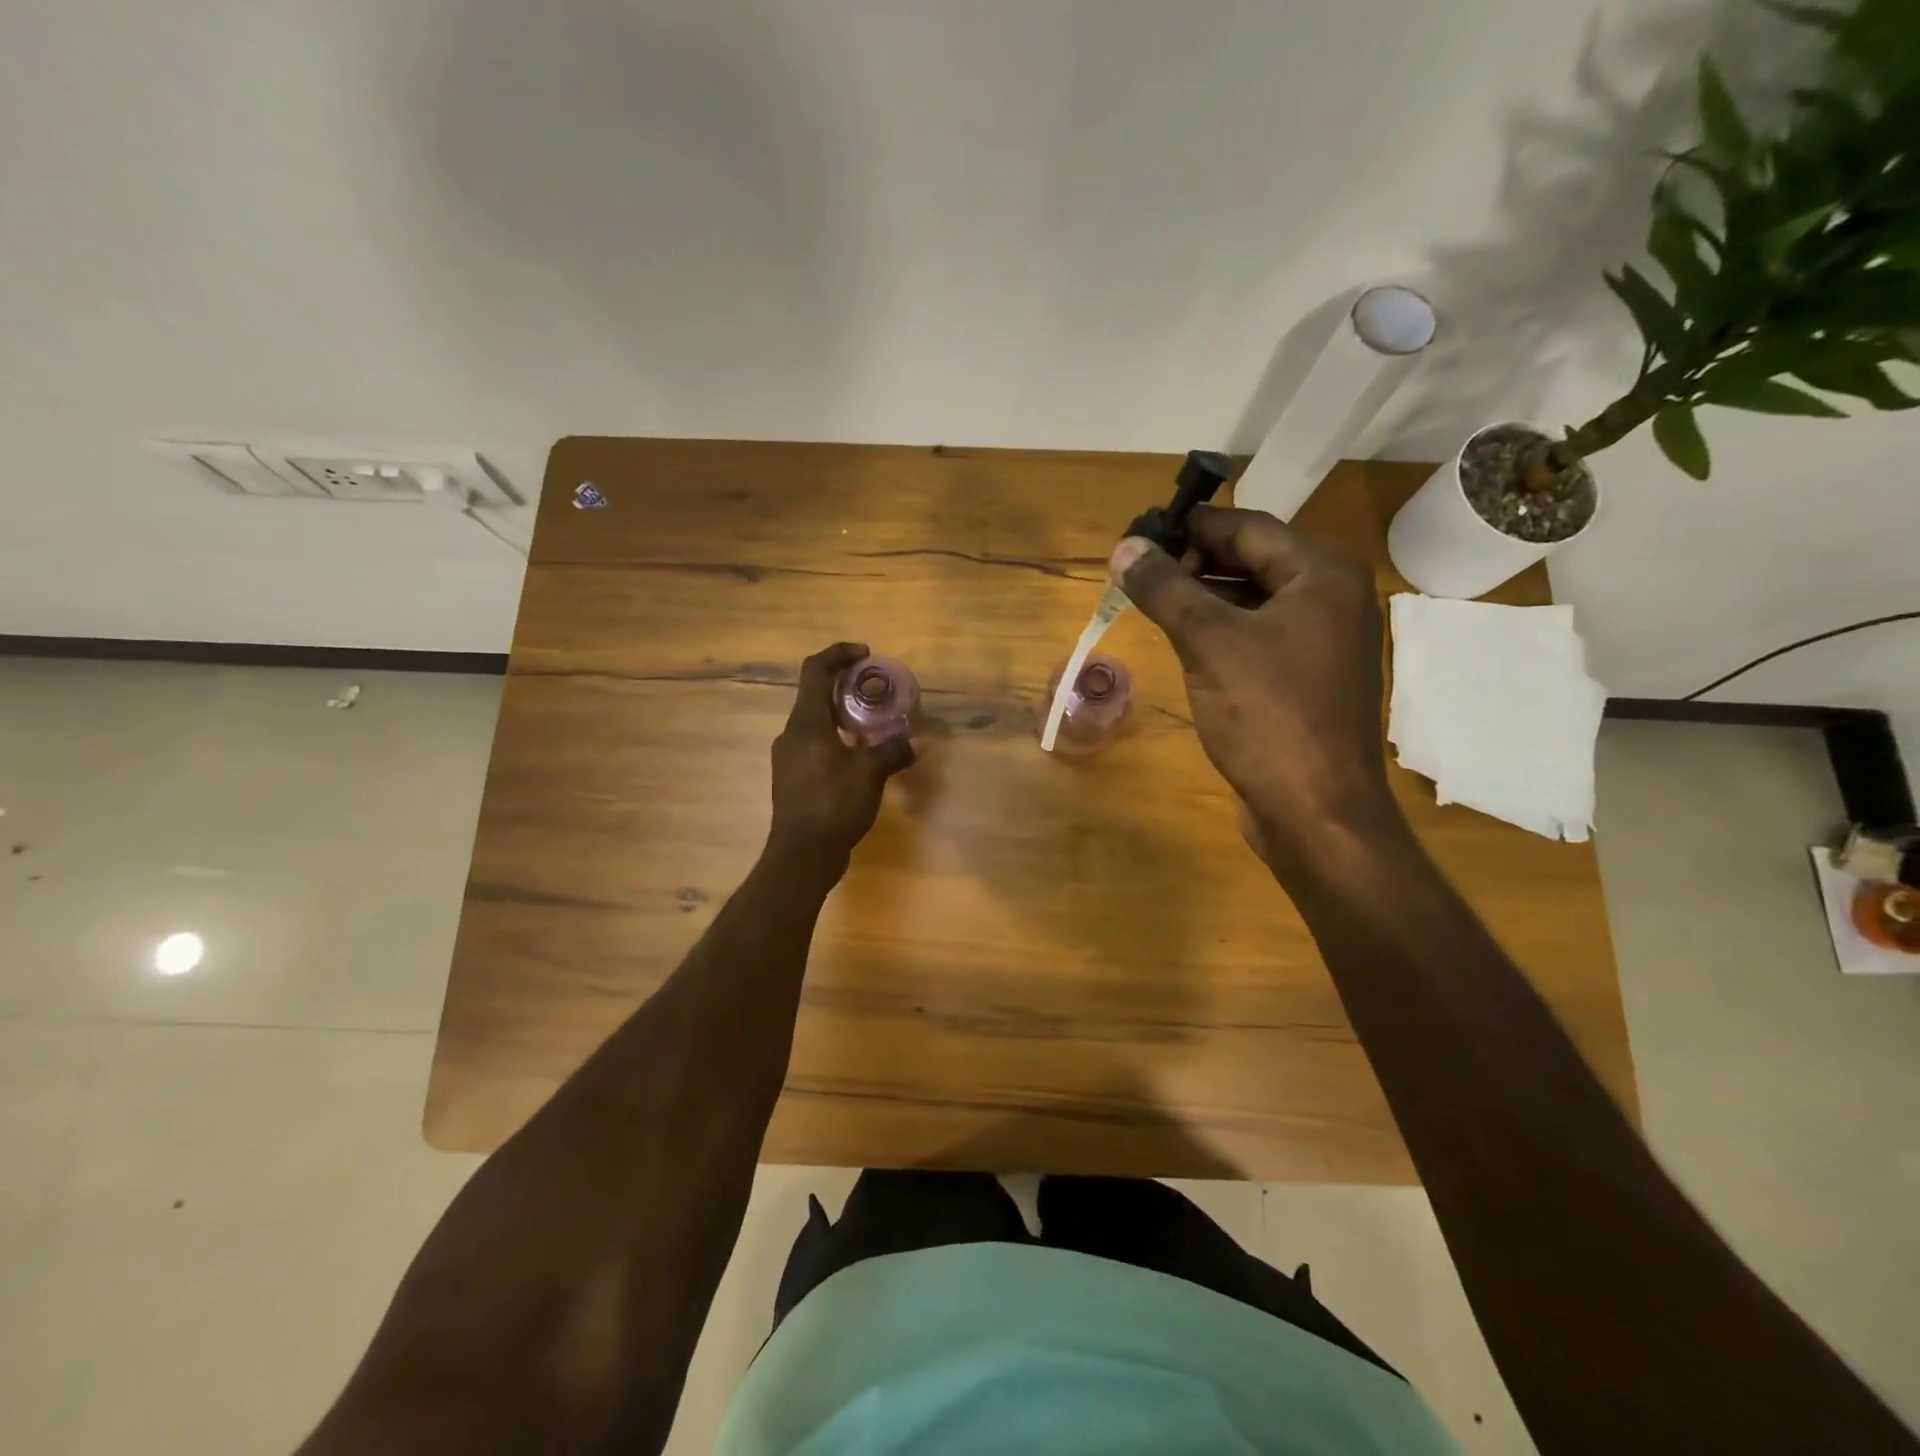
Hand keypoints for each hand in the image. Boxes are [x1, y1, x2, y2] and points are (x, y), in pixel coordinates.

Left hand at [769, 642, 915, 858]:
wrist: (802, 855)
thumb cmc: (833, 804)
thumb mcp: (870, 774)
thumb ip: (892, 751)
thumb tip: (916, 741)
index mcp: (806, 723)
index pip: (815, 670)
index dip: (839, 654)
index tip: (865, 654)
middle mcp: (791, 734)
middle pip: (815, 695)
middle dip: (845, 686)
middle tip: (875, 690)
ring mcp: (789, 758)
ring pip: (815, 722)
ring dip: (842, 715)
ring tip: (872, 724)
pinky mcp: (793, 779)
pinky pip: (816, 745)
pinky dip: (837, 740)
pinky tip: (859, 757)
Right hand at [1110, 506, 1394, 859]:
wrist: (1315, 809)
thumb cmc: (1268, 714)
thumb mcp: (1208, 643)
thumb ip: (1165, 589)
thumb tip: (1124, 548)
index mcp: (1322, 574)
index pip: (1247, 526)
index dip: (1190, 527)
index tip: (1139, 538)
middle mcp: (1330, 598)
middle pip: (1252, 560)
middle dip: (1193, 563)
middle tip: (1138, 575)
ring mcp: (1322, 642)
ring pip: (1252, 601)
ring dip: (1202, 598)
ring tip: (1151, 604)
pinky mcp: (1306, 679)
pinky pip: (1256, 637)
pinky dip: (1219, 632)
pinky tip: (1183, 643)